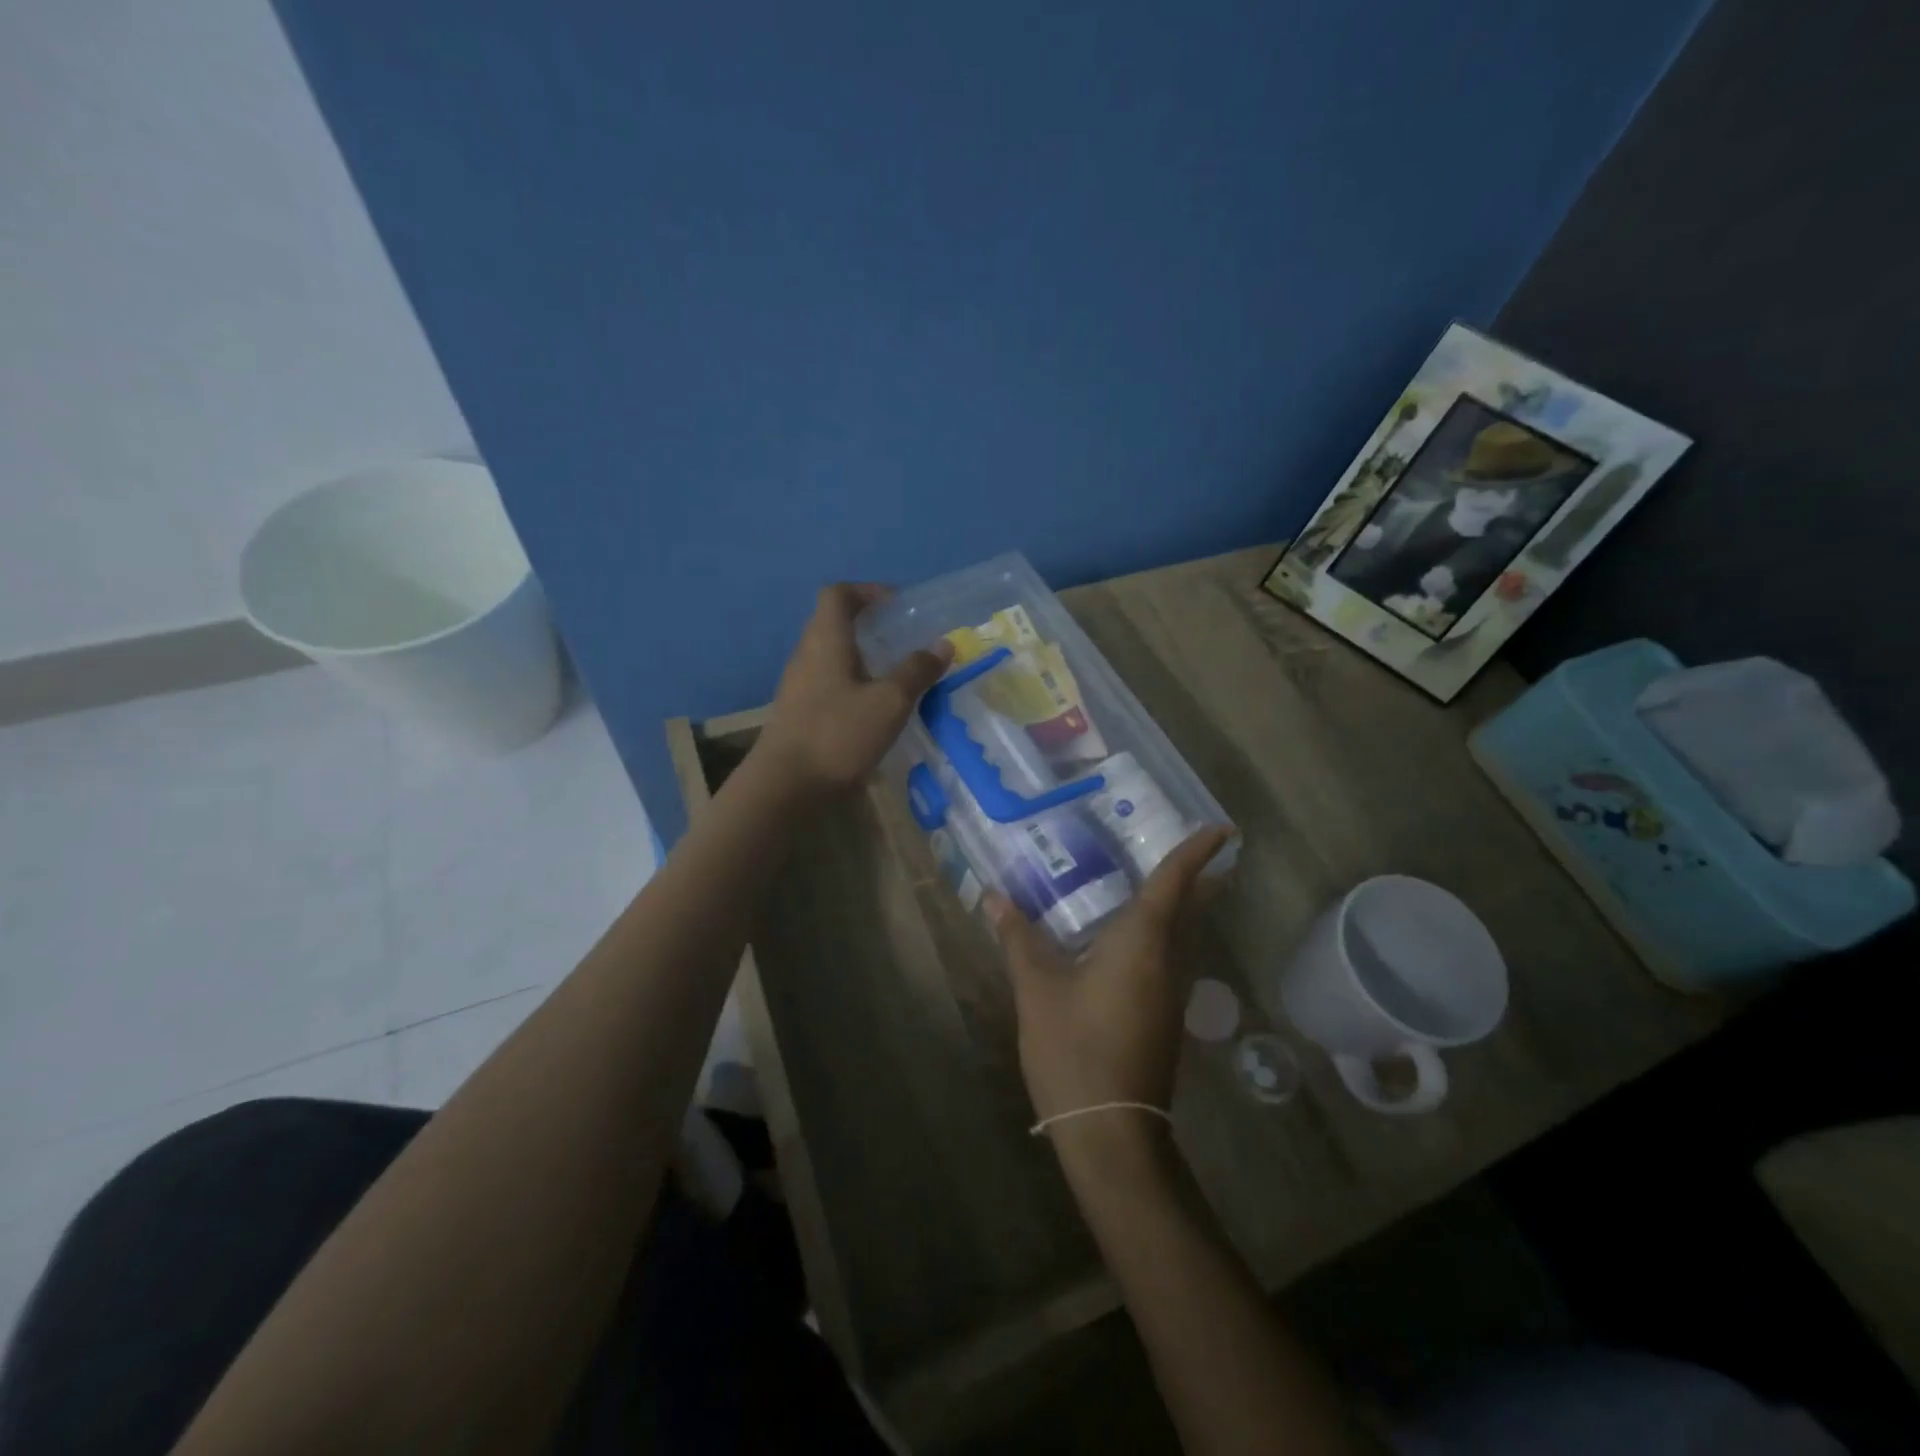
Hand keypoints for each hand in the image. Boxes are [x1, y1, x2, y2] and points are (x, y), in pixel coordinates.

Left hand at [755, 583, 952, 798]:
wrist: (785, 786)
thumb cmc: (838, 735)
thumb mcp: (889, 703)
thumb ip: (916, 671)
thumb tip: (943, 644)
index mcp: (826, 640)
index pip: (838, 594)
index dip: (867, 591)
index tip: (897, 605)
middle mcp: (806, 654)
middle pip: (833, 622)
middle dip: (868, 624)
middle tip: (903, 639)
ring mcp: (798, 685)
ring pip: (831, 655)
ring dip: (861, 656)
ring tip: (894, 674)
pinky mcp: (798, 712)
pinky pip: (827, 682)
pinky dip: (852, 683)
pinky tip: (873, 708)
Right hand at [986, 826, 1232, 1125]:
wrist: (1110, 1132)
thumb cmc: (1075, 1048)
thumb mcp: (1037, 989)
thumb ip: (1019, 939)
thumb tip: (994, 896)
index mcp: (1142, 943)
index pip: (1174, 884)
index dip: (1196, 853)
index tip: (1221, 829)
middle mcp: (1167, 963)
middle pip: (1190, 911)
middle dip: (1201, 880)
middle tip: (1205, 851)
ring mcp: (1169, 995)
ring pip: (1181, 938)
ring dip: (1180, 909)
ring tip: (1162, 885)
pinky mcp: (1161, 1019)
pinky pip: (1166, 961)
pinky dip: (1159, 937)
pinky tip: (1131, 943)